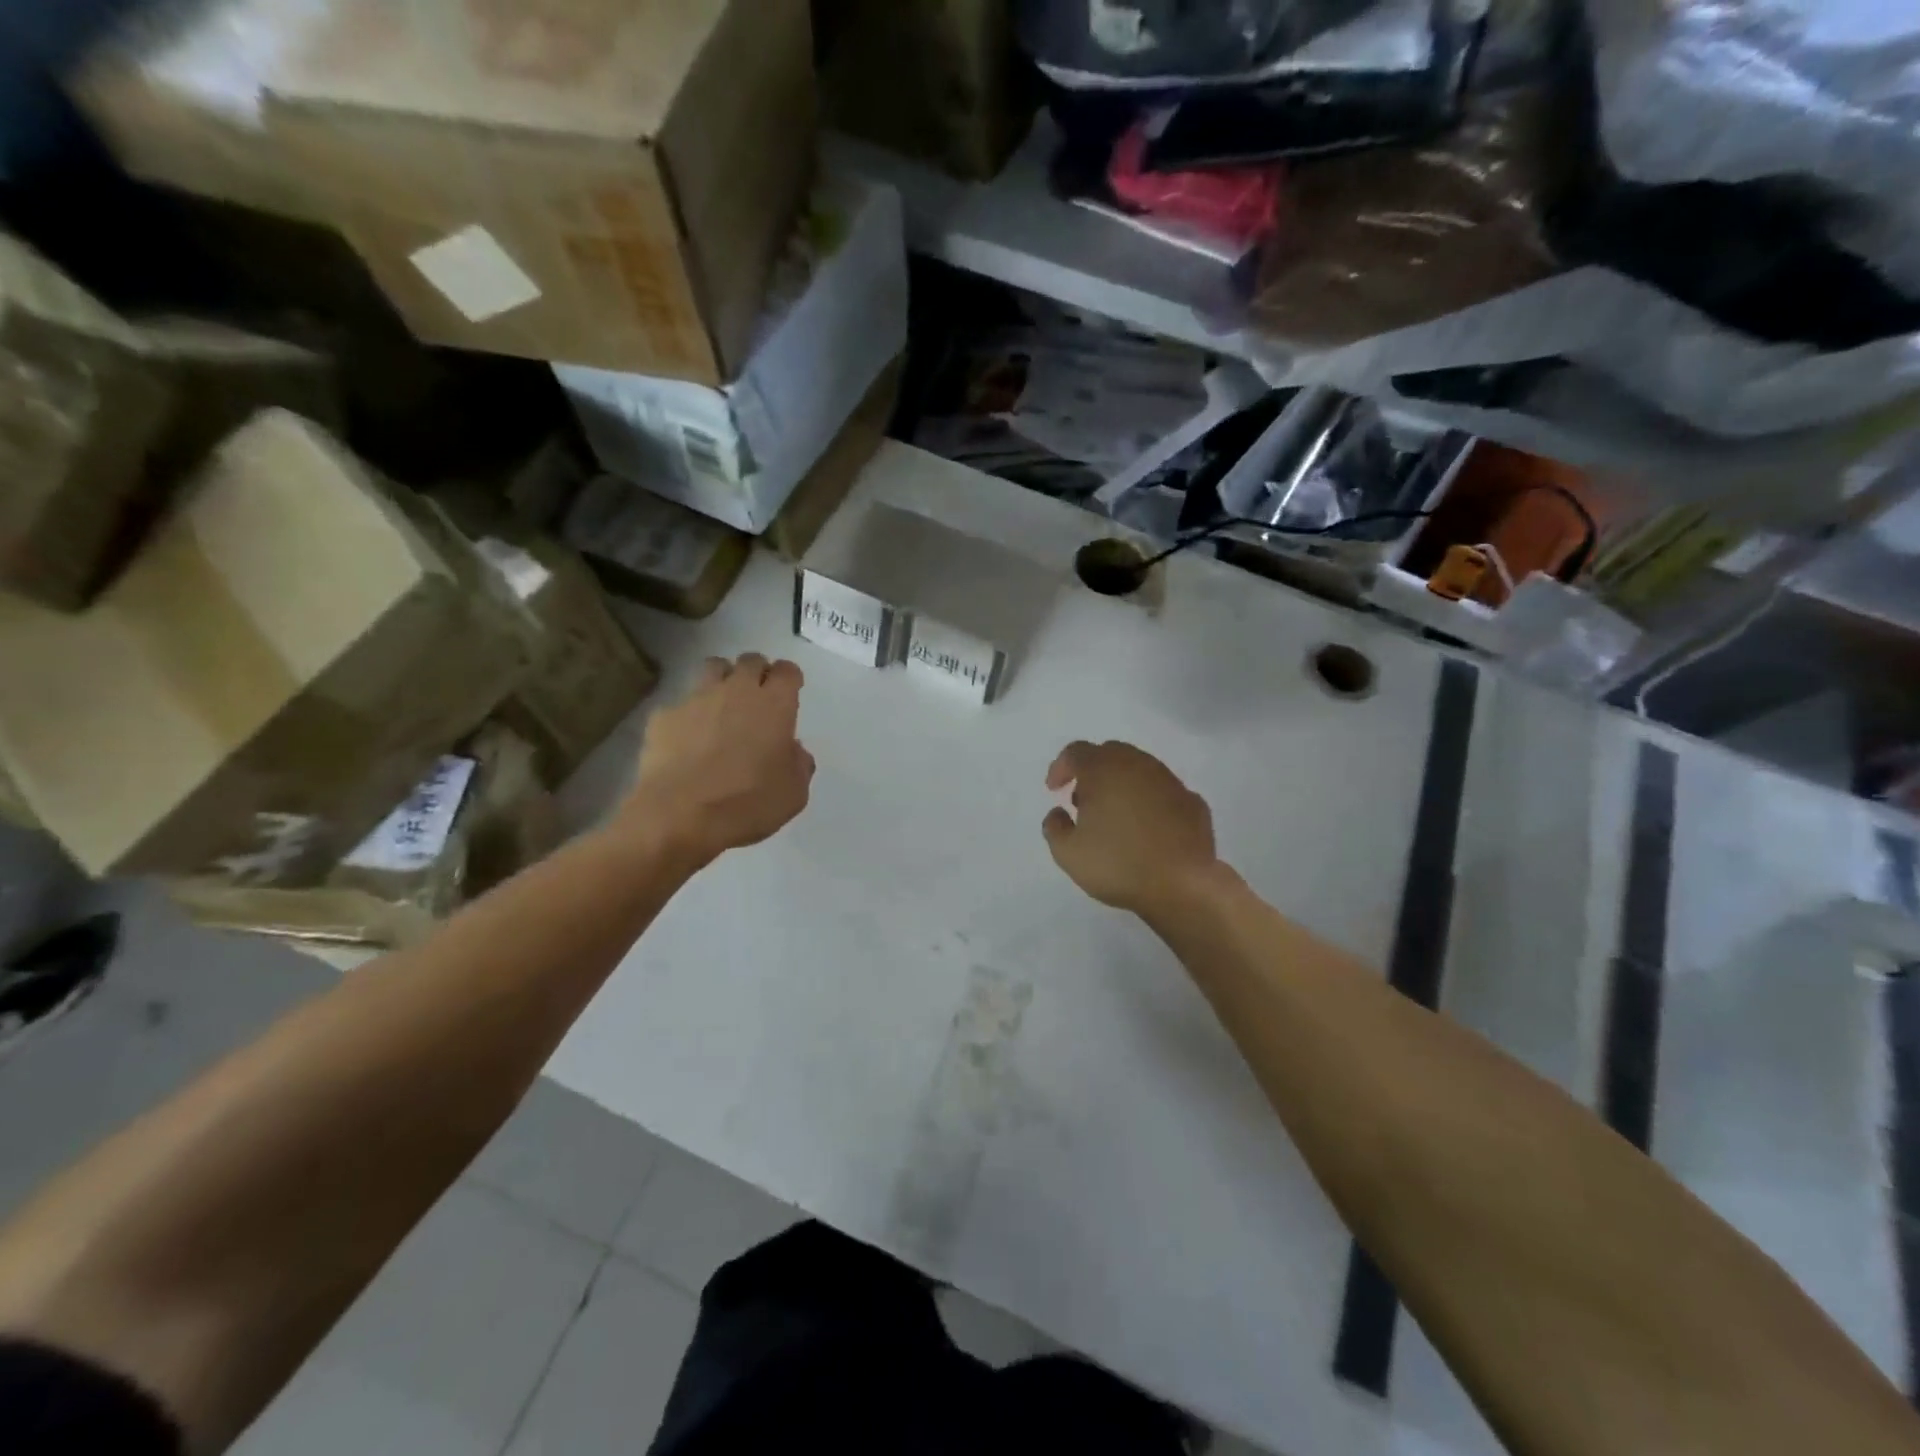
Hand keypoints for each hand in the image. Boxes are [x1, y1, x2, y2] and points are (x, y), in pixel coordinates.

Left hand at [621, 654, 815, 864]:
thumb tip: (792, 750)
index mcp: (775, 705)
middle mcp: (737, 691)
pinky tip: (688, 740)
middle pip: (750, 661)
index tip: (790, 694)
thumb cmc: (748, 803)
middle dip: (758, 673)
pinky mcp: (664, 716)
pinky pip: (681, 704)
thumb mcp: (794, 793)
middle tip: (758, 699)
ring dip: (723, 680)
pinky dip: (689, 715)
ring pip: (713, 668)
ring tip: (723, 706)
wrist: (679, 816)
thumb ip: (799, 764)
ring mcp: (697, 699)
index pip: (788, 671)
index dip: (790, 679)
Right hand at [1042, 741, 1219, 915]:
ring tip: (1115, 816)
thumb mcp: (1067, 853)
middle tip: (1083, 801)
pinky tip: (1147, 828)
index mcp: (1104, 769)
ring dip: (1122, 784)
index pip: (1076, 752)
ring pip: (1140, 769)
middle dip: (1092, 772)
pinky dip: (1149, 801)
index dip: (1060, 767)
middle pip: (1110, 753)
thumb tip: (1059, 813)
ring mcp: (1170, 781)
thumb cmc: (1118, 864)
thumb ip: (1054, 827)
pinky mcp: (1193, 802)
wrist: (1182, 884)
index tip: (1054, 790)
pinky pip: (1163, 792)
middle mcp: (1138, 765)